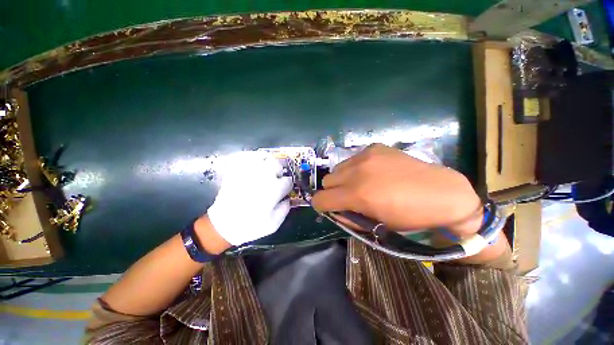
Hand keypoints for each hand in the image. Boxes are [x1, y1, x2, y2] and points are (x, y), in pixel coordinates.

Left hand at [207, 151, 292, 245]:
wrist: (222, 225)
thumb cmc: (250, 226)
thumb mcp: (273, 224)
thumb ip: (285, 209)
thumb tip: (288, 199)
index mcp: (273, 189)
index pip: (288, 181)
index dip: (288, 185)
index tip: (285, 189)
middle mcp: (262, 177)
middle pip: (277, 165)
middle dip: (279, 171)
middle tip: (276, 177)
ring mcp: (248, 172)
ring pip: (263, 157)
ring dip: (268, 162)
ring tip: (266, 168)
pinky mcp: (236, 170)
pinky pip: (246, 157)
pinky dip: (252, 157)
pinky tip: (254, 164)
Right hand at [312, 144, 481, 235]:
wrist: (441, 193)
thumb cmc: (409, 216)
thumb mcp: (376, 225)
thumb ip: (349, 217)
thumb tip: (334, 210)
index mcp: (357, 194)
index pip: (321, 199)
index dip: (321, 205)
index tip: (329, 207)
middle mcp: (357, 171)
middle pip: (327, 180)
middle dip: (333, 191)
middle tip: (348, 196)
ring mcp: (365, 156)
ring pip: (338, 168)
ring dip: (344, 178)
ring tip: (361, 182)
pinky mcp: (374, 147)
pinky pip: (354, 159)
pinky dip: (356, 168)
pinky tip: (373, 172)